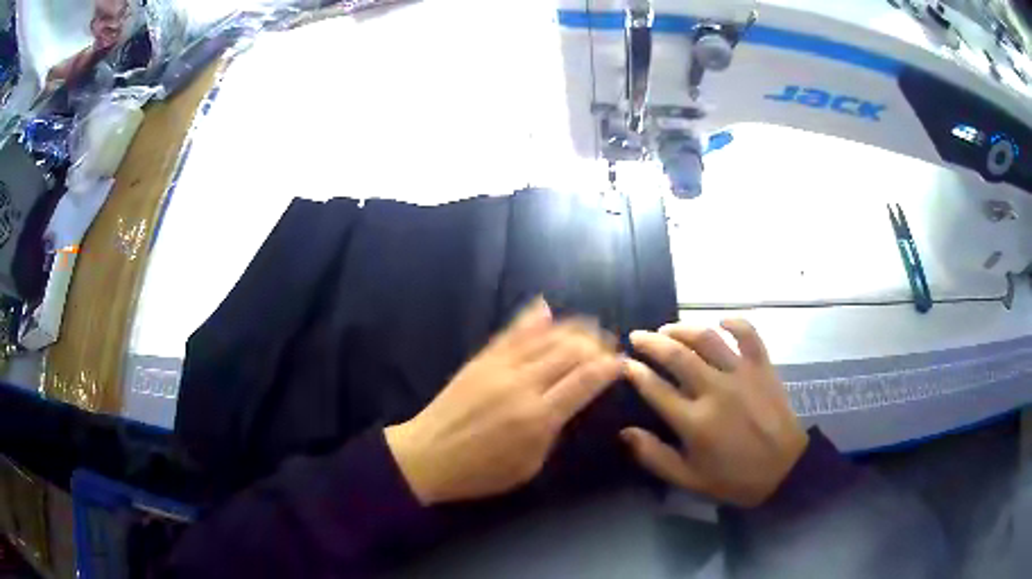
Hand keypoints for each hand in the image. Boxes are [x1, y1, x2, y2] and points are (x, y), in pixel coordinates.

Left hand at [385, 299, 621, 505]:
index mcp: (538, 417)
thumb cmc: (480, 472)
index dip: (609, 368)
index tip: (623, 363)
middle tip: (611, 345)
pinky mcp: (480, 360)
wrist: (426, 456)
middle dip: (596, 344)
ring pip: (544, 336)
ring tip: (591, 326)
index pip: (585, 381)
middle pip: (570, 351)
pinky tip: (546, 308)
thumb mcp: (528, 466)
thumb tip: (570, 403)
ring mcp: (499, 367)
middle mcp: (522, 384)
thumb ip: (553, 432)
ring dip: (572, 328)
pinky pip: (511, 333)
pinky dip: (531, 318)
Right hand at [620, 320, 806, 506]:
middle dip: (651, 342)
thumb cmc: (733, 478)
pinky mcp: (763, 367)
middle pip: (677, 356)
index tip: (624, 364)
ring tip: (668, 328)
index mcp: (694, 422)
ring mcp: (741, 375)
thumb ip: (654, 457)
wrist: (784, 470)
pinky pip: (748, 334)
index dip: (635, 372)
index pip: (656, 388)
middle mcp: (715, 391)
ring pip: (707, 338)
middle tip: (638, 336)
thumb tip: (625, 432)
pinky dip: (733, 323)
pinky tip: (720, 323)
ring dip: (683, 328)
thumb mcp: (688, 479)